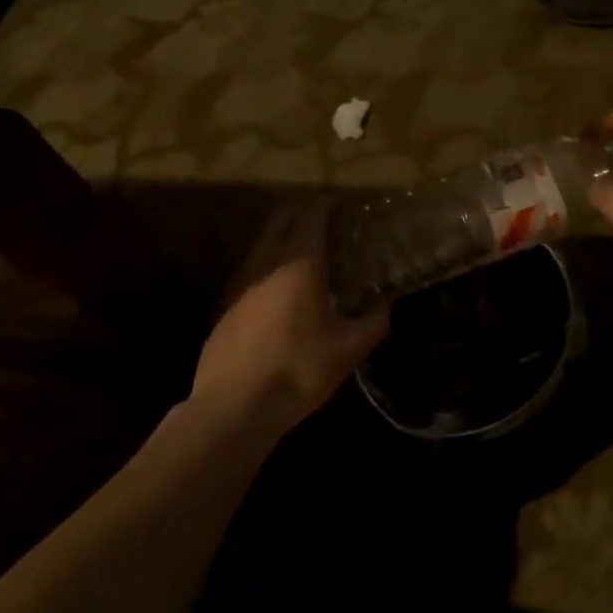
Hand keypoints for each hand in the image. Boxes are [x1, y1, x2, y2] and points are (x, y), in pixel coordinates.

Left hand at [189, 199, 388, 435]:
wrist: (233, 408)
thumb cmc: (297, 371)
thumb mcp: (348, 350)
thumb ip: (373, 322)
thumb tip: (388, 304)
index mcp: (299, 263)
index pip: (313, 215)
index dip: (328, 205)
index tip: (343, 206)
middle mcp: (265, 262)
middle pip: (281, 218)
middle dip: (303, 213)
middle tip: (327, 226)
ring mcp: (239, 283)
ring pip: (262, 243)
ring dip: (283, 239)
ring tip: (307, 259)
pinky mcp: (224, 306)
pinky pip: (250, 270)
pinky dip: (268, 267)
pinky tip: (280, 293)